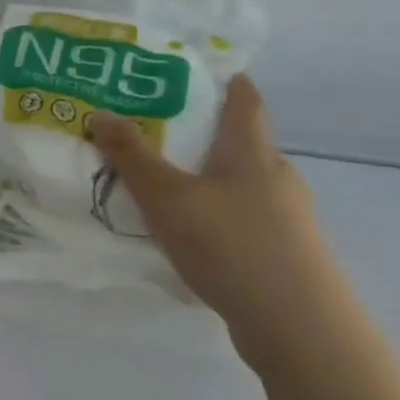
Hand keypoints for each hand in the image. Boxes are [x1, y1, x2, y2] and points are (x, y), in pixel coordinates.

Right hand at [89, 75, 354, 369]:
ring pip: (242, 185)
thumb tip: (100, 113)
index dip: (226, 80)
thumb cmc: (231, 245)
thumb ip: (131, 156)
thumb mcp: (167, 197)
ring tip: (166, 189)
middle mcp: (277, 177)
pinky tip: (191, 237)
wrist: (300, 329)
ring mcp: (288, 219)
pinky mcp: (287, 255)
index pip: (245, 99)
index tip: (196, 70)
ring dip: (209, 181)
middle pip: (242, 143)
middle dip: (205, 135)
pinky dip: (218, 217)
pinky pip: (245, 221)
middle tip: (158, 132)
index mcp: (253, 152)